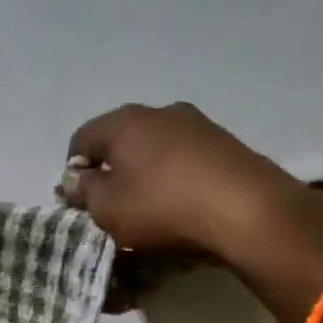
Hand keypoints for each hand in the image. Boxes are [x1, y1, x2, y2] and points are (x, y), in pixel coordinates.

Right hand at [62, 101, 322, 267]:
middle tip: (113, 206)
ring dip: (146, 175)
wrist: (249, 211)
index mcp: (123, 121)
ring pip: (154, 149)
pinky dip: (176, 178)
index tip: (82, 202)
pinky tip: (182, 205)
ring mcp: (197, 124)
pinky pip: (185, 159)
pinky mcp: (226, 143)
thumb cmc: (162, 206)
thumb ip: (83, 191)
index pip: (80, 141)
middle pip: (120, 142)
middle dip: (112, 172)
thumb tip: (76, 180)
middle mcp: (159, 111)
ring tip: (150, 209)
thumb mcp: (106, 208)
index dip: (73, 172)